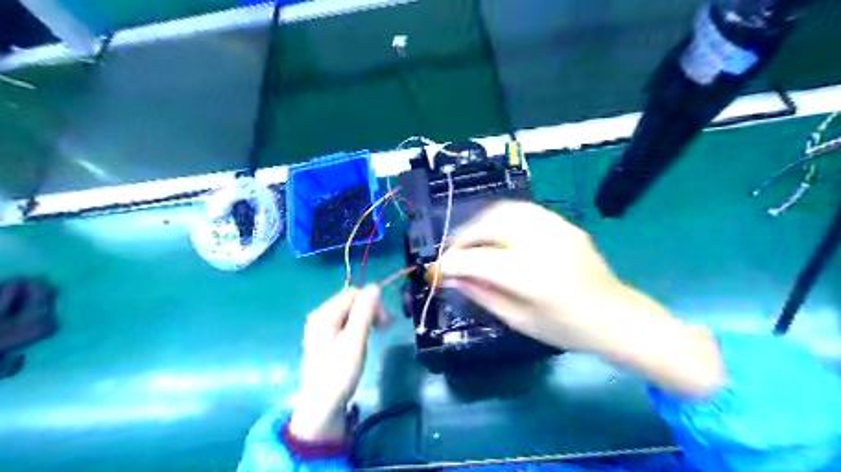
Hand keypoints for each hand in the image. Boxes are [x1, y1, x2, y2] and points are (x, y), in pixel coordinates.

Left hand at [288, 283, 383, 442]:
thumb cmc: (338, 375)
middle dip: (371, 310)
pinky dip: (361, 326)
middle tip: (385, 328)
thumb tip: (375, 286)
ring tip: (380, 331)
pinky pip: (347, 324)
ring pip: (351, 313)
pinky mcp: (328, 340)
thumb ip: (364, 312)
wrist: (322, 409)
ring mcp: (323, 329)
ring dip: (368, 318)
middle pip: (351, 302)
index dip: (372, 303)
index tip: (385, 322)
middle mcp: (320, 318)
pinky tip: (367, 336)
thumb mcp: (354, 342)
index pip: (353, 294)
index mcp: (323, 315)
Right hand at [440, 203, 723, 396]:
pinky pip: (522, 210)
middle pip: (487, 226)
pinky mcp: (562, 223)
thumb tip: (451, 278)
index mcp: (529, 275)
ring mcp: (554, 227)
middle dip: (462, 238)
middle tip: (453, 256)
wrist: (614, 317)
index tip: (436, 271)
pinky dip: (500, 219)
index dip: (450, 264)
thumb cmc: (565, 328)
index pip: (475, 259)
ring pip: (503, 210)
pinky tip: (496, 235)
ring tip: (472, 243)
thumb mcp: (517, 319)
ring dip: (479, 224)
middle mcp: (540, 242)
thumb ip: (481, 294)